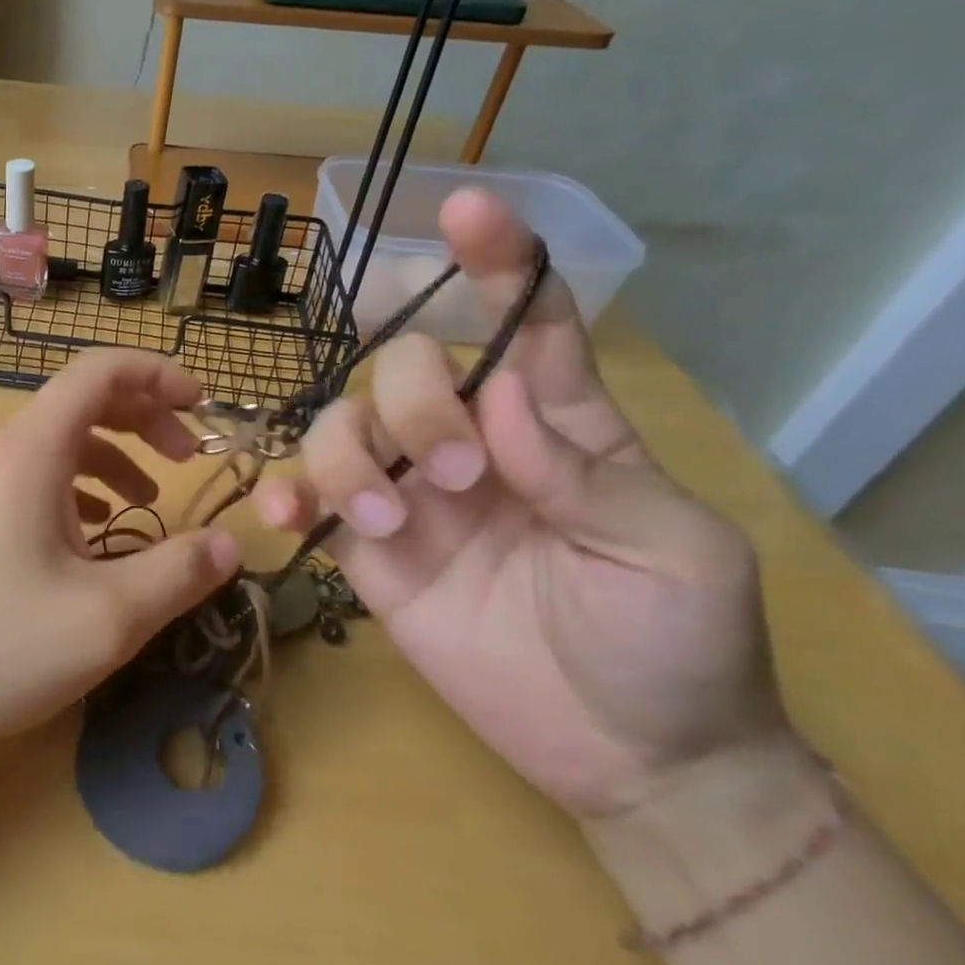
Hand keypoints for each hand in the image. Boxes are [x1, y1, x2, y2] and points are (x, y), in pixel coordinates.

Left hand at [0, 350, 242, 750]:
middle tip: (190, 455)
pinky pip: (39, 480)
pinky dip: (82, 489)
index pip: (99, 371)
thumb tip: (232, 544)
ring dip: (116, 454)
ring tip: (153, 495)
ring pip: (61, 442)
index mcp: (33, 450)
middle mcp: (5, 453)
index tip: (204, 404)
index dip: (158, 373)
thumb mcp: (106, 618)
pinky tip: (99, 533)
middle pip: (83, 400)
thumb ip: (178, 573)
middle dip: (145, 415)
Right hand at [255, 189, 787, 817]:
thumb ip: (581, 469)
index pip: (521, 323)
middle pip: (406, 368)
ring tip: (391, 525)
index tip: (467, 210)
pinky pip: (309, 501)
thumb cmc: (676, 642)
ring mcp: (409, 494)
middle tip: (455, 478)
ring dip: (349, 460)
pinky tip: (289, 518)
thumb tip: (493, 399)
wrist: (625, 754)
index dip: (495, 262)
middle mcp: (469, 442)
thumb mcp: (670, 550)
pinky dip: (289, 497)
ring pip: (342, 426)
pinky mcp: (367, 550)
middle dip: (414, 402)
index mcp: (553, 424)